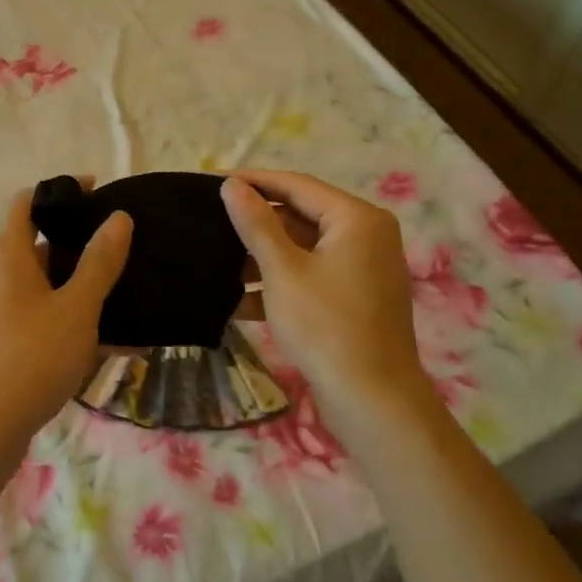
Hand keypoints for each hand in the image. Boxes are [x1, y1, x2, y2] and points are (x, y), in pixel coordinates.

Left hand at [0, 187, 132, 462]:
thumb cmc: (31, 357)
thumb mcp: (76, 308)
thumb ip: (99, 262)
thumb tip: (118, 218)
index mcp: (7, 255)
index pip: (28, 202)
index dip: (61, 191)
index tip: (98, 193)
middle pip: (36, 243)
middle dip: (78, 243)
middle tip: (120, 248)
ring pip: (41, 285)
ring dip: (78, 286)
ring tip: (122, 295)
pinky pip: (38, 316)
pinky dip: (67, 318)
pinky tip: (107, 341)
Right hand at [221, 170, 432, 427]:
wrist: (372, 399)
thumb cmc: (325, 325)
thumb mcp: (282, 270)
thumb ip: (256, 224)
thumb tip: (233, 185)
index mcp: (356, 219)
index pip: (297, 185)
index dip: (254, 181)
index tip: (213, 181)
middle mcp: (366, 235)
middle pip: (301, 216)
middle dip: (256, 224)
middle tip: (210, 222)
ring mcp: (363, 269)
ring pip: (303, 249)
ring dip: (263, 257)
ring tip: (217, 263)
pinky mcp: (354, 298)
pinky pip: (312, 276)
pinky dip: (280, 283)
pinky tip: (238, 301)